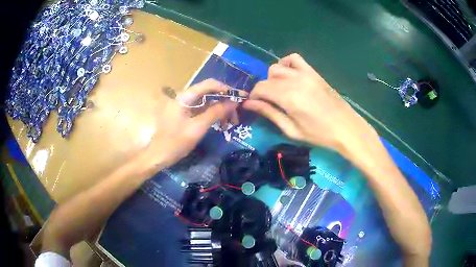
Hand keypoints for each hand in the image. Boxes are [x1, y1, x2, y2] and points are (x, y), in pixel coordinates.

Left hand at [139, 79, 237, 171]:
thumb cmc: (175, 142)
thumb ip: (215, 112)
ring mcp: (184, 105)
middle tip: (236, 117)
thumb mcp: (198, 128)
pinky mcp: (185, 113)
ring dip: (220, 110)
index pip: (209, 84)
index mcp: (184, 96)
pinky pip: (202, 110)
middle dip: (224, 103)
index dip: (226, 89)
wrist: (158, 156)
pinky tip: (221, 124)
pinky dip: (212, 115)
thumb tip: (233, 102)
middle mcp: (184, 97)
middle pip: (209, 93)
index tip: (240, 98)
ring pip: (207, 102)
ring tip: (230, 124)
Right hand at [243, 53, 374, 153]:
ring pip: (277, 67)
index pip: (260, 88)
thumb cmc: (319, 134)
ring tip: (278, 91)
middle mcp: (294, 80)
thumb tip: (249, 104)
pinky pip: (294, 58)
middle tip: (268, 102)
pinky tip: (288, 75)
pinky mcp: (313, 72)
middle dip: (263, 89)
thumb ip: (269, 113)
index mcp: (288, 97)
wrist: (346, 127)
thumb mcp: (291, 129)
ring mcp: (305, 73)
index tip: (254, 105)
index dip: (254, 96)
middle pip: (268, 77)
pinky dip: (286, 63)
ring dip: (272, 78)